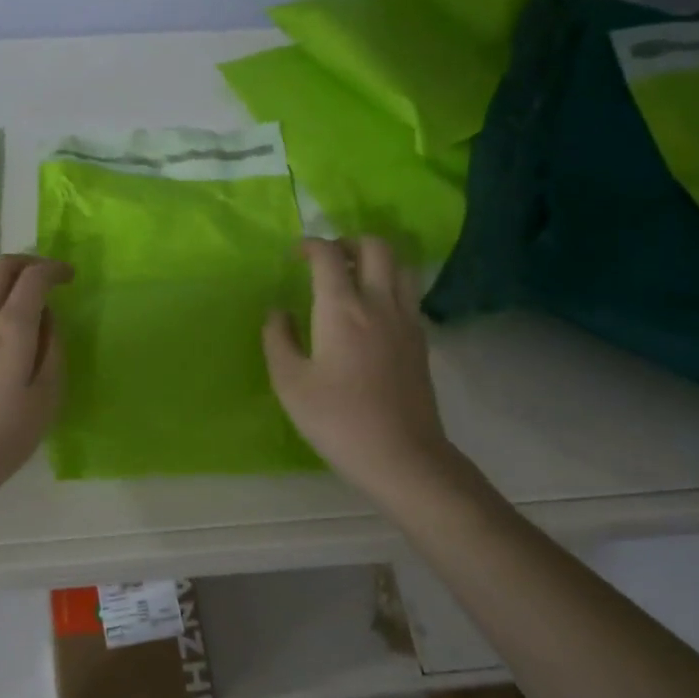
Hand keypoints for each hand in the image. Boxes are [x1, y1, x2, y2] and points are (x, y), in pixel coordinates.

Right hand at [263, 237, 468, 503]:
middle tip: (327, 260)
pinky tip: (373, 309)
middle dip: (348, 242)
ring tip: (353, 276)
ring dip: (375, 259)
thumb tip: (278, 312)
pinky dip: (390, 283)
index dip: (309, 245)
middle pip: (376, 246)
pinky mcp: (421, 339)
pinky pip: (409, 292)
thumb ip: (278, 339)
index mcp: (342, 309)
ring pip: (401, 265)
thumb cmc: (337, 419)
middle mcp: (379, 303)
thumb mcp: (290, 383)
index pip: (328, 256)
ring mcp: (406, 320)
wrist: (401, 455)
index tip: (294, 255)